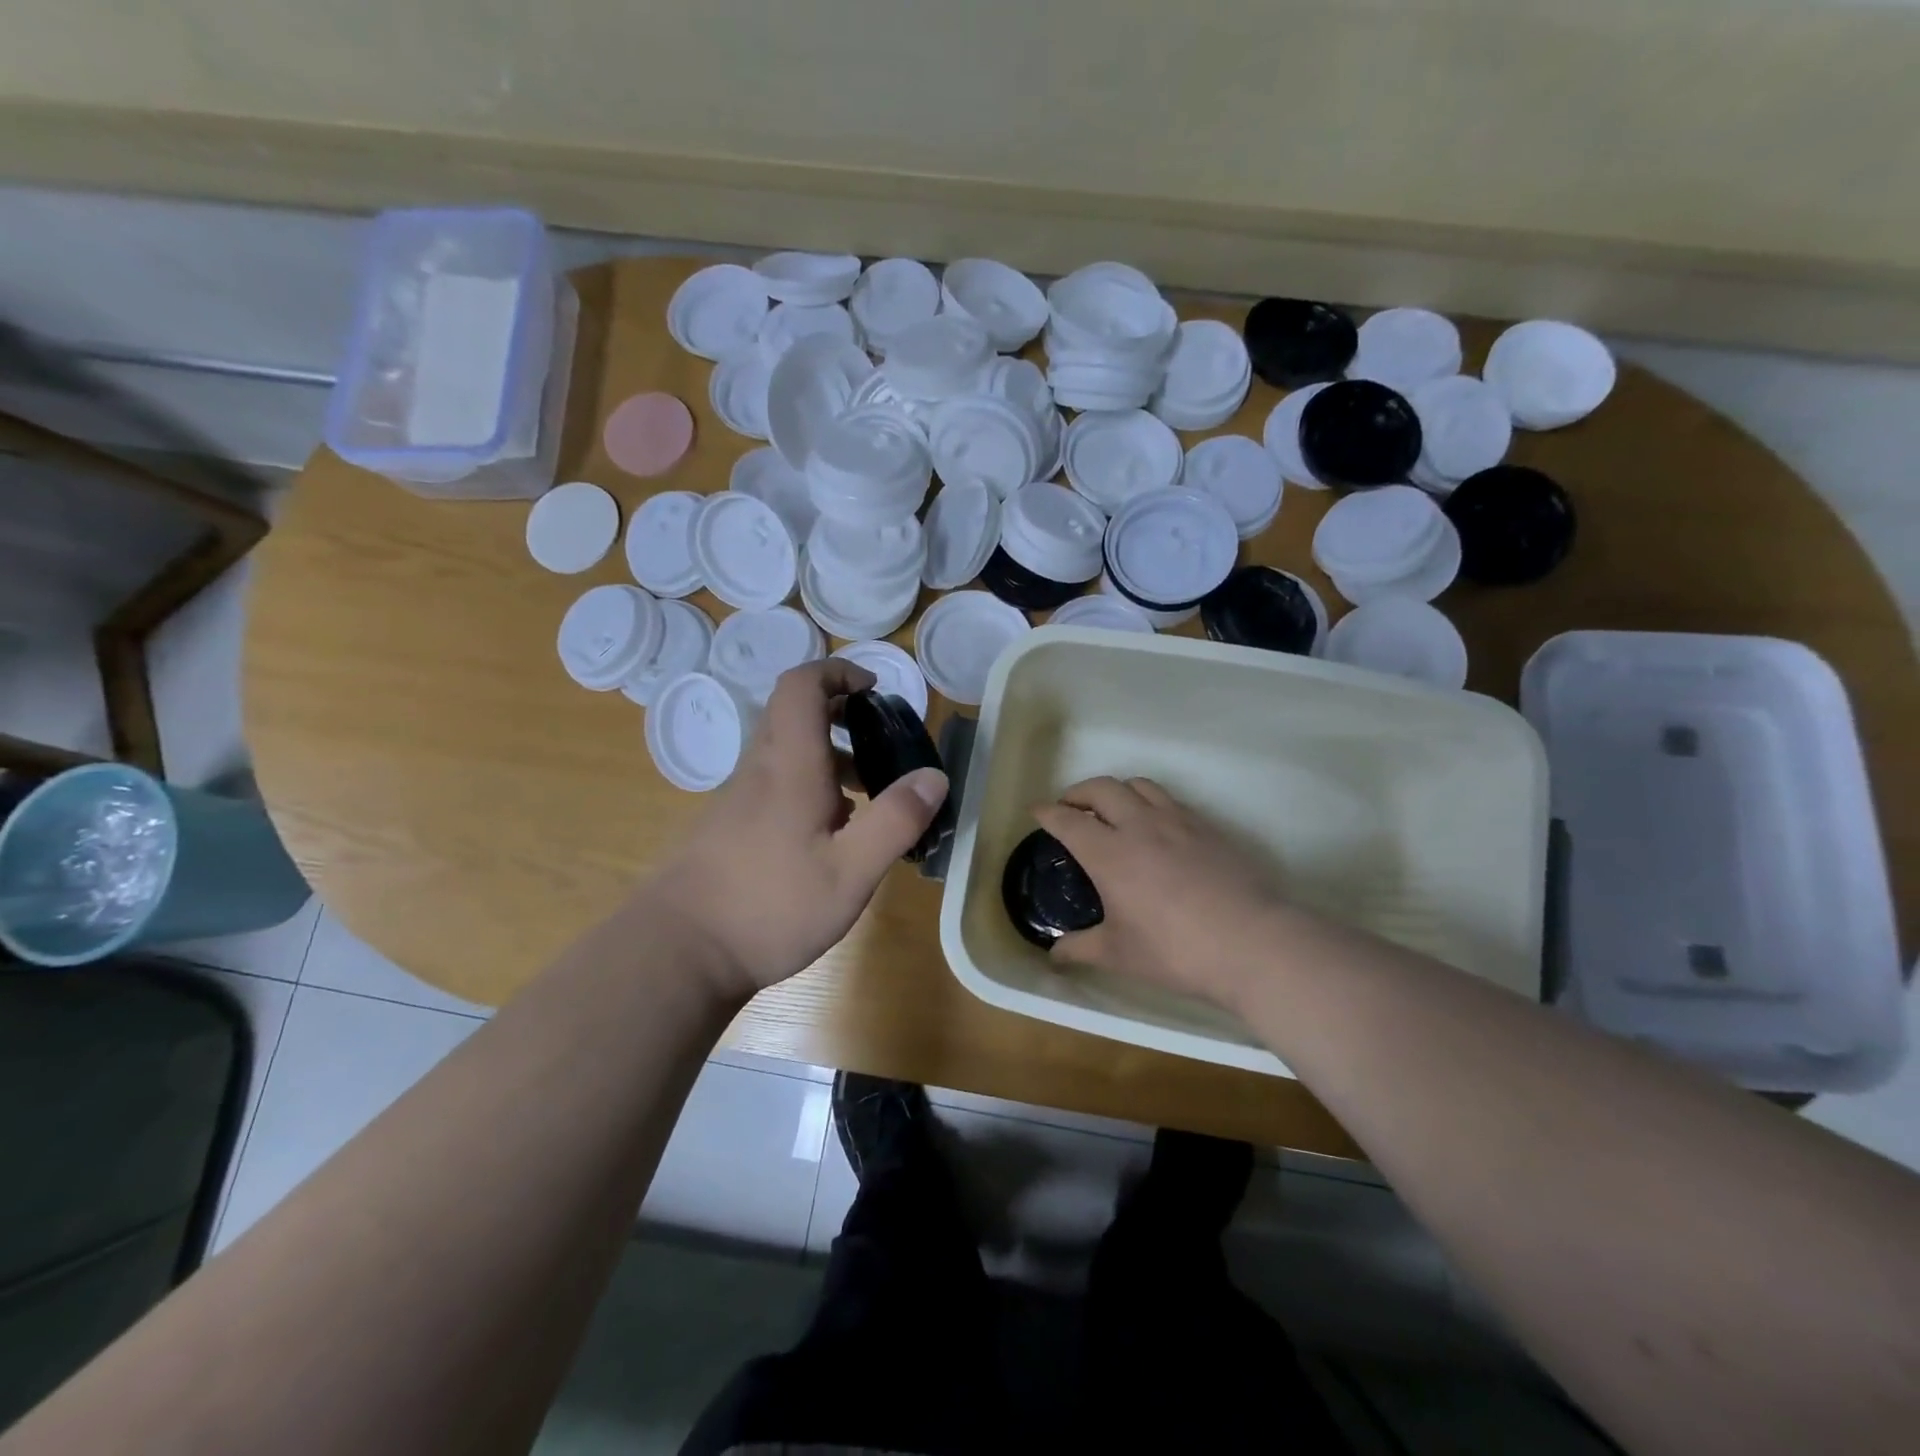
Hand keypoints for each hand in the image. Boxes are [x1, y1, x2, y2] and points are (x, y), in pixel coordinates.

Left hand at [655, 659, 948, 997]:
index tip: (874, 690)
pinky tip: (831, 837)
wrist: (679, 953)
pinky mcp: (730, 827)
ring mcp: (739, 799)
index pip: (802, 685)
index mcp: (789, 765)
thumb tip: (935, 776)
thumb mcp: (850, 871)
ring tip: (868, 795)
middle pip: (794, 713)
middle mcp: (760, 770)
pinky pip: (776, 784)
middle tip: (881, 742)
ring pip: (786, 752)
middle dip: (841, 714)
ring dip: (829, 756)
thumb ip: (895, 821)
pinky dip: (811, 787)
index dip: (837, 672)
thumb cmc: (770, 906)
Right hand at [1033, 776, 1289, 1007]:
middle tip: (1070, 807)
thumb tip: (1053, 955)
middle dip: (1078, 792)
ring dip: (1116, 790)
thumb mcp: (1120, 955)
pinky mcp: (1207, 826)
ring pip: (1138, 785)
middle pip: (1101, 788)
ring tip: (1113, 809)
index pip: (1068, 820)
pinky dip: (1150, 802)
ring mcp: (1177, 821)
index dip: (1047, 812)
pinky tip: (1156, 827)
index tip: (1036, 811)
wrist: (1251, 942)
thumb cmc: (1176, 950)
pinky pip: (1169, 800)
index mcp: (1109, 853)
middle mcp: (1139, 825)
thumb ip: (1080, 949)